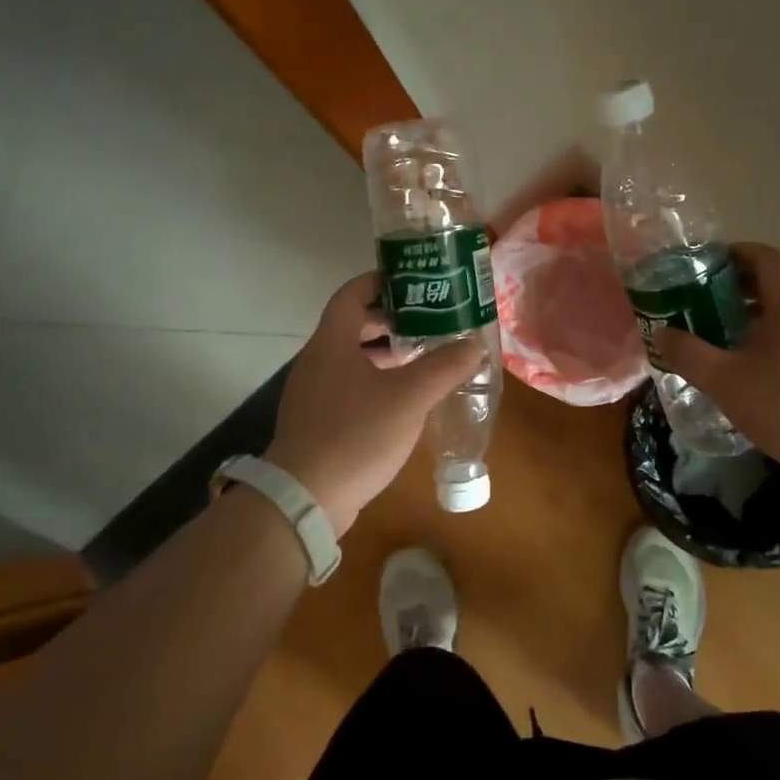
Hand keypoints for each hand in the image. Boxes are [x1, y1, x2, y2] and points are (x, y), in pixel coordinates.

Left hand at [264, 272, 486, 535]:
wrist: (305, 499)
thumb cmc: (356, 434)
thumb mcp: (409, 397)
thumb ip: (444, 366)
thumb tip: (474, 343)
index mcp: (332, 342)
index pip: (352, 293)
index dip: (381, 280)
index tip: (414, 280)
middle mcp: (318, 360)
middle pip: (354, 324)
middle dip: (393, 319)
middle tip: (430, 319)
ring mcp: (314, 392)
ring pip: (353, 358)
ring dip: (387, 353)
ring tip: (425, 355)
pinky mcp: (318, 421)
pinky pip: (350, 386)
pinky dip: (377, 381)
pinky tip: (405, 398)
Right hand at [654, 243, 779, 483]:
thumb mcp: (725, 381)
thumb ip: (689, 354)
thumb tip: (662, 334)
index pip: (766, 257)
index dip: (736, 252)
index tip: (705, 265)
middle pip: (775, 284)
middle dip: (736, 288)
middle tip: (701, 303)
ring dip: (752, 317)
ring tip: (720, 338)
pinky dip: (769, 341)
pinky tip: (750, 372)